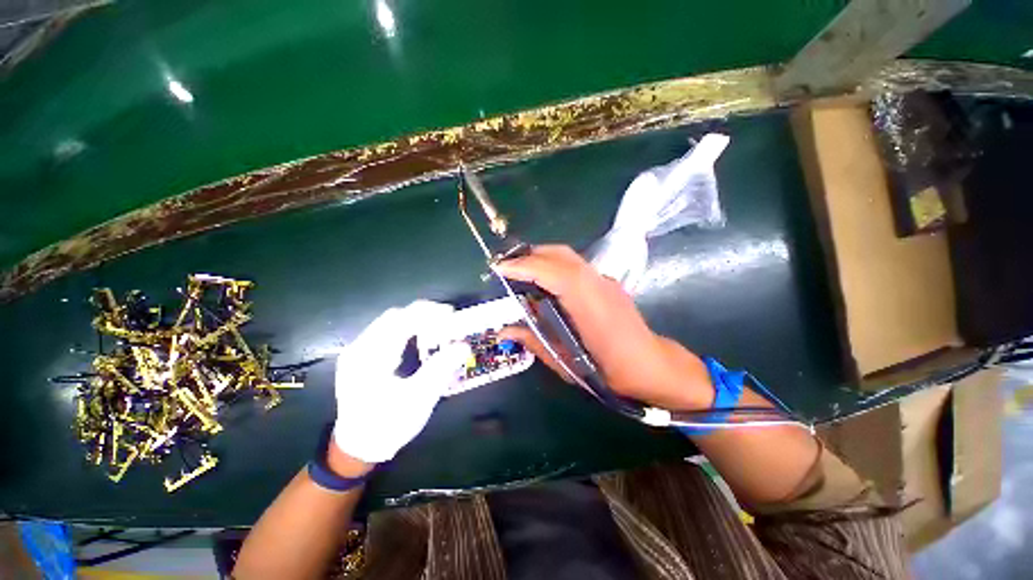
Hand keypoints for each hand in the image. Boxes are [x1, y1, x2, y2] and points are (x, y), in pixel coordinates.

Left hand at [332, 300, 470, 462]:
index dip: (428, 312)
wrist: (357, 449)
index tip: (451, 314)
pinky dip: (406, 330)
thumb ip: (440, 369)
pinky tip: (419, 339)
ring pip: (389, 323)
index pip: (401, 320)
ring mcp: (357, 352)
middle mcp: (360, 348)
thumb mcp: (418, 399)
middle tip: (447, 320)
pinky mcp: (361, 358)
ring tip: (437, 327)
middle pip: (394, 317)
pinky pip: (386, 333)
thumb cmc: (388, 425)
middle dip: (423, 314)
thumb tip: (463, 345)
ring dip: (415, 320)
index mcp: (370, 357)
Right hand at [496, 245, 713, 411]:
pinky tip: (545, 282)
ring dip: (541, 258)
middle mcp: (597, 285)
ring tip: (520, 271)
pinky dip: (554, 265)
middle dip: (529, 255)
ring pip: (568, 257)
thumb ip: (534, 342)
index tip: (498, 268)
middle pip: (560, 255)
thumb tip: (504, 331)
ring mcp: (604, 281)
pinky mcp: (606, 283)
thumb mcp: (568, 363)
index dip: (524, 266)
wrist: (653, 366)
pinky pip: (575, 266)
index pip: (553, 273)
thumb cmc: (611, 372)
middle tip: (506, 267)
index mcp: (589, 306)